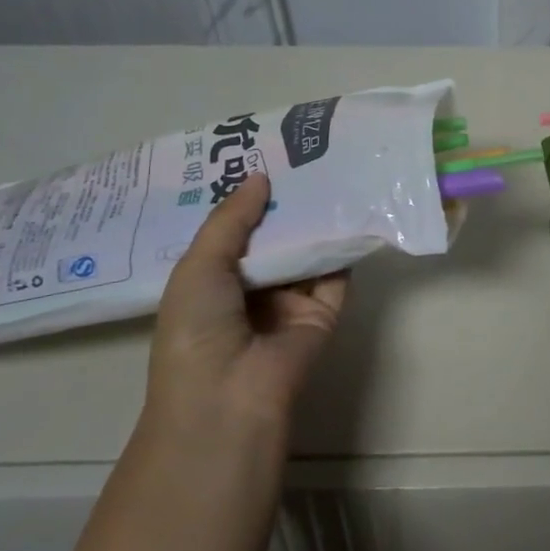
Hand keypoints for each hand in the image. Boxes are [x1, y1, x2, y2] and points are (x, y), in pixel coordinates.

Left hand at [147, 173, 346, 429]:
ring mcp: (289, 302)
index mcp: (212, 281)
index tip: (260, 157)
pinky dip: (343, 247)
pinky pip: (335, 274)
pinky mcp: (323, 312)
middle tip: (301, 155)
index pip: (232, 232)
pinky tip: (352, 210)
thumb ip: (231, 219)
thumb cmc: (197, 328)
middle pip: (273, 238)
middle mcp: (251, 289)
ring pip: (306, 252)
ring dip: (315, 220)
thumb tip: (260, 176)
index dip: (243, 198)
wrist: (230, 395)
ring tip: (329, 171)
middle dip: (283, 203)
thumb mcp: (199, 265)